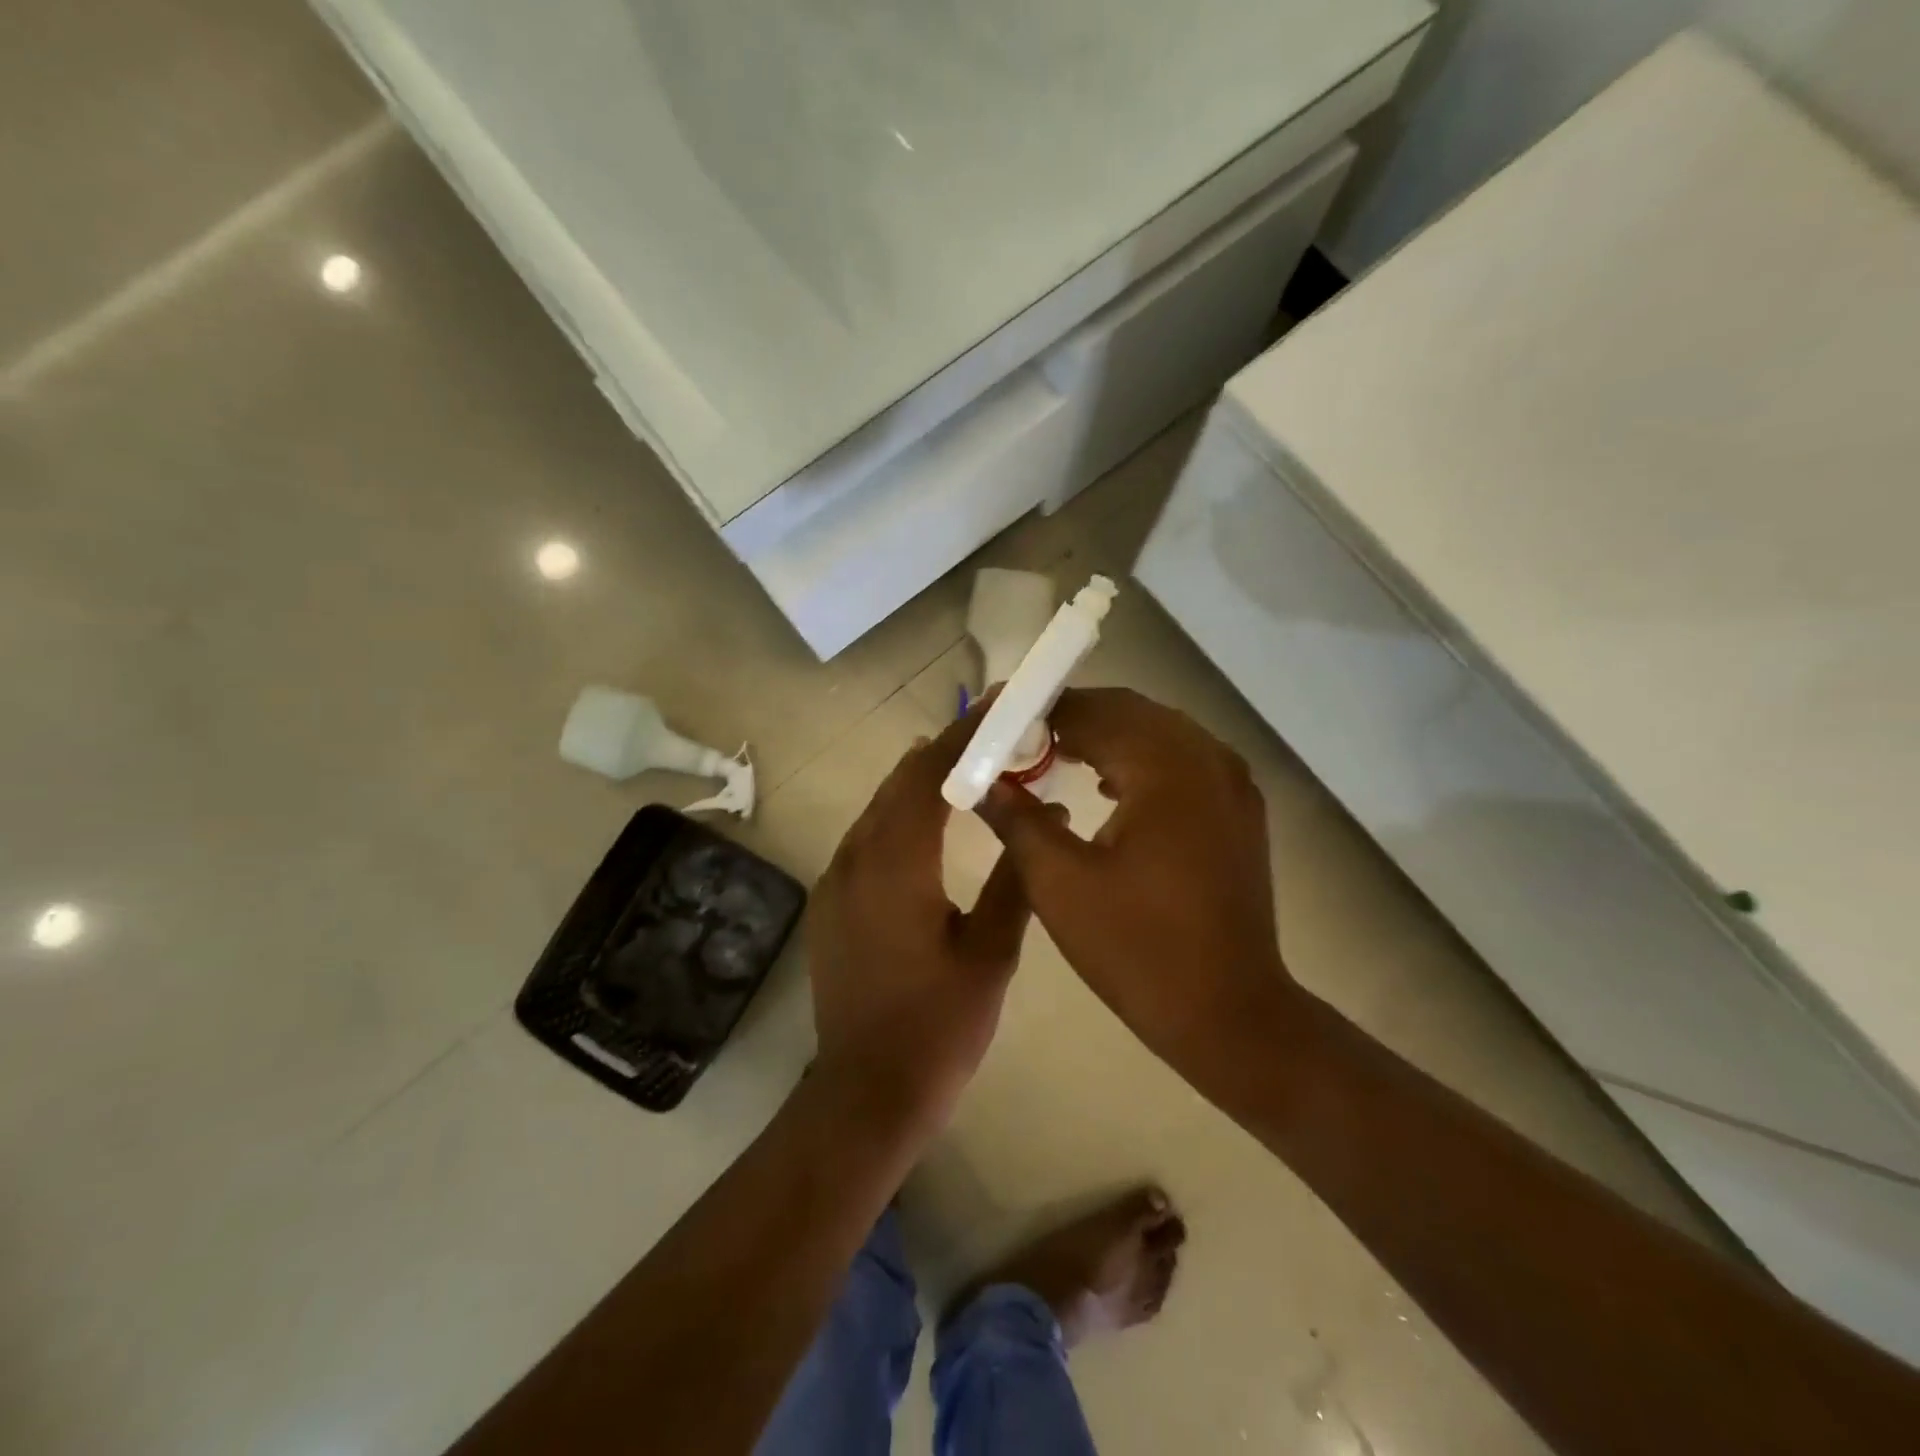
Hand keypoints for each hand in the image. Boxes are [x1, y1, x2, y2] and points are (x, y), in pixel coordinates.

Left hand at [808, 708, 1032, 1131]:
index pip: (929, 774)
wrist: (866, 1094)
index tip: (998, 706)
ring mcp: (835, 881)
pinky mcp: (830, 904)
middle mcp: (855, 858)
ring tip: (968, 769)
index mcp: (897, 864)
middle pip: (899, 782)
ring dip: (919, 783)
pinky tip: (928, 828)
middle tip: (992, 735)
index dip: (964, 735)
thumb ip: (1015, 878)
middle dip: (944, 751)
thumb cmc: (938, 1027)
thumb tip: (1044, 812)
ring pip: (879, 809)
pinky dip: (899, 817)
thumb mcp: (991, 953)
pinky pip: (866, 839)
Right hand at [976, 687, 1298, 1059]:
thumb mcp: (1059, 883)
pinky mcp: (1239, 809)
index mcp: (1166, 770)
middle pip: (1130, 712)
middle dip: (1072, 718)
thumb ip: (1017, 820)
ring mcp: (1232, 783)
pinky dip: (1139, 760)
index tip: (997, 722)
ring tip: (1053, 756)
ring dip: (1106, 736)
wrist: (1229, 1013)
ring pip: (1158, 733)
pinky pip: (1182, 760)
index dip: (1040, 712)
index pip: (1093, 712)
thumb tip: (982, 782)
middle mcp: (1207, 759)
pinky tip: (1106, 785)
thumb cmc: (1137, 949)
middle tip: (1020, 739)